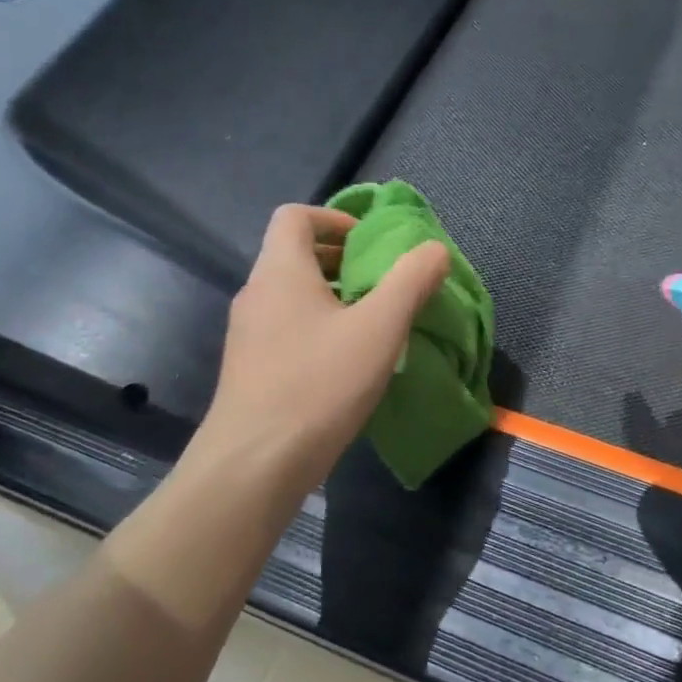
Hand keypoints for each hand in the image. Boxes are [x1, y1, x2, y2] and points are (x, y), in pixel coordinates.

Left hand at [179, 205, 449, 505]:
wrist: (254, 464)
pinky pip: (286, 328)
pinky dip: (318, 327)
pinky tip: (346, 363)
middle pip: (294, 254)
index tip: (371, 243)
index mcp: (280, 271)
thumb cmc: (319, 384)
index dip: (335, 218)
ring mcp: (247, 334)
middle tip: (381, 283)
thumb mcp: (379, 328)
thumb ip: (411, 281)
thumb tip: (433, 249)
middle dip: (341, 260)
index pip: (295, 216)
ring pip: (292, 295)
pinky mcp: (250, 368)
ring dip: (332, 296)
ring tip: (372, 322)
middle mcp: (256, 294)